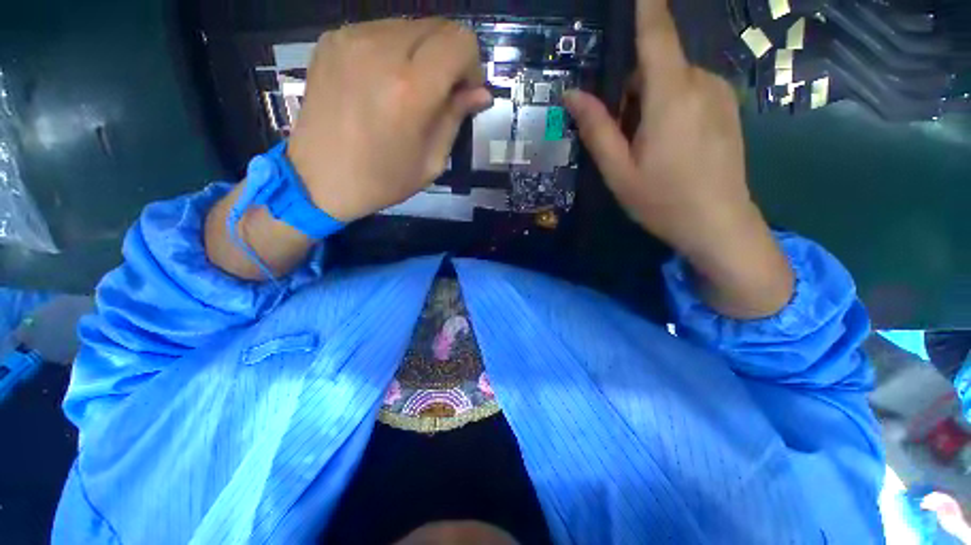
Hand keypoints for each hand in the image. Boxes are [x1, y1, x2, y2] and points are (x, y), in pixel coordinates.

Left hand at [287, 19, 492, 221]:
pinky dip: (394, 50)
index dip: (471, 64)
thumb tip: (481, 93)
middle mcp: (380, 50)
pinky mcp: (332, 39)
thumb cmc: (382, 180)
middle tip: (441, 91)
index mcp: (410, 89)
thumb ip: (456, 118)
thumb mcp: (431, 162)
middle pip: (437, 25)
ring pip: (409, 24)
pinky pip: (380, 30)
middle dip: (450, 56)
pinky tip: (383, 81)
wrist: (318, 179)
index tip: (463, 92)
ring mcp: (351, 39)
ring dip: (422, 52)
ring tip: (410, 88)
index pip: (460, 40)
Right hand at [564, 0, 792, 317]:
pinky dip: (669, 107)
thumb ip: (596, 129)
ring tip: (644, 147)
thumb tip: (572, 95)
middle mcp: (700, 83)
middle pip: (656, 64)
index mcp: (670, 96)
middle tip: (620, 135)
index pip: (656, 34)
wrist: (719, 224)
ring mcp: (719, 94)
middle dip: (631, 89)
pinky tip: (668, 146)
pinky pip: (689, 91)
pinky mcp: (727, 107)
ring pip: (672, 80)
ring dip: (649, 102)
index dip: (646, 5)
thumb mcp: (618, 171)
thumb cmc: (662, 200)